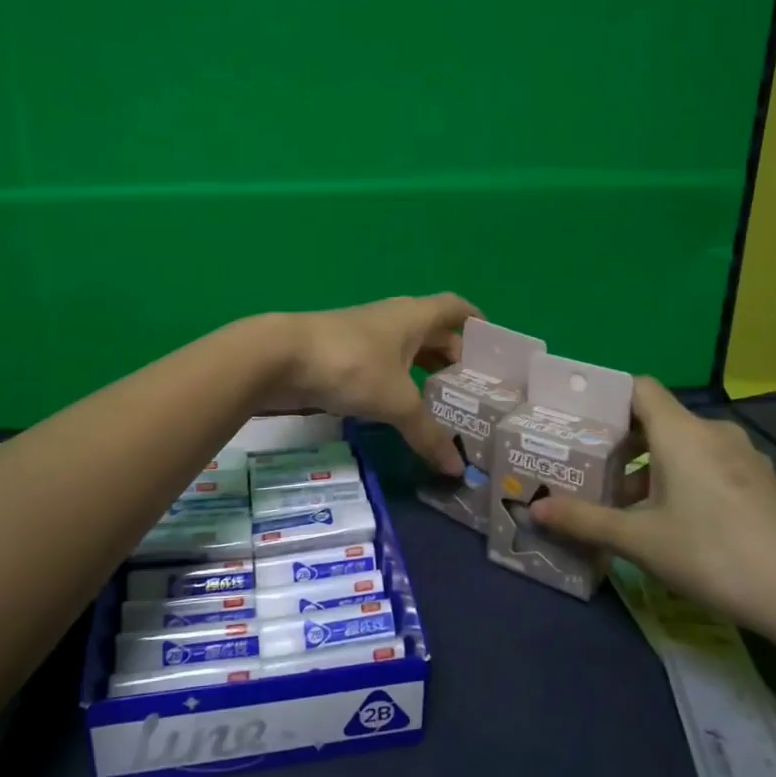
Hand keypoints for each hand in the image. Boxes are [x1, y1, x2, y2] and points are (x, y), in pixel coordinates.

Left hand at [269, 294, 480, 473]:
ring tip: (446, 404)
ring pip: (407, 351)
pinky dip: (400, 383)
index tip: (495, 350)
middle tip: (475, 391)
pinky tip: (403, 409)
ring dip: (426, 372)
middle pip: (434, 332)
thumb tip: (457, 468)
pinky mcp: (344, 355)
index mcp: (414, 316)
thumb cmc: (350, 365)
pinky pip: (385, 366)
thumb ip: (428, 433)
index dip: (478, 324)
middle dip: (455, 357)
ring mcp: (366, 336)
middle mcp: (393, 319)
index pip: (456, 308)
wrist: (279, 357)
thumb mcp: (396, 402)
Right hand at [530, 378, 775, 636]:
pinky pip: (710, 465)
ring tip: (627, 505)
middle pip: (658, 420)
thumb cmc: (712, 554)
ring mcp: (745, 457)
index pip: (638, 388)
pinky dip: (684, 479)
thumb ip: (584, 520)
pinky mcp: (763, 483)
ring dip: (652, 467)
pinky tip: (675, 521)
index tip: (579, 423)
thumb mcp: (639, 540)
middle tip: (592, 471)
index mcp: (681, 432)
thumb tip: (535, 510)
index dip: (607, 398)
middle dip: (622, 444)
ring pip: (685, 446)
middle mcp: (714, 432)